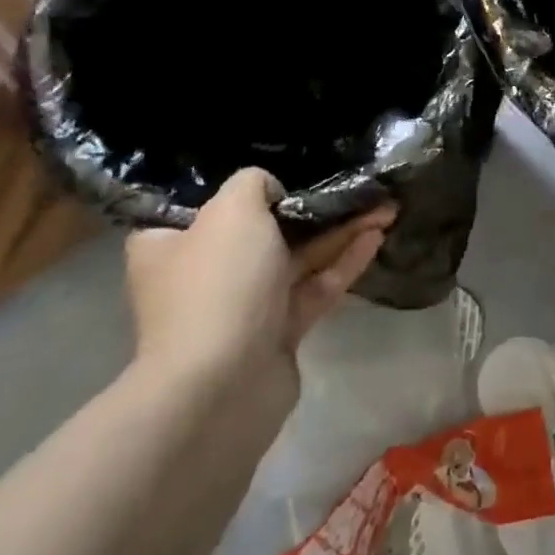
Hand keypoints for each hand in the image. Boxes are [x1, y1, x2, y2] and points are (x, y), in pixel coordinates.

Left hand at [124, 168, 393, 435]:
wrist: (223, 385)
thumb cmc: (219, 283)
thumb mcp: (233, 208)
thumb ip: (254, 182)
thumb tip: (271, 192)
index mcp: (170, 244)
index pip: (203, 206)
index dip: (244, 188)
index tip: (285, 169)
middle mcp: (203, 274)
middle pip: (261, 229)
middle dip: (310, 207)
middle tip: (350, 185)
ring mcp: (242, 307)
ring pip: (297, 258)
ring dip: (339, 232)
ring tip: (383, 206)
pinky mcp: (277, 333)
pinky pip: (315, 287)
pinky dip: (344, 262)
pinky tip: (377, 236)